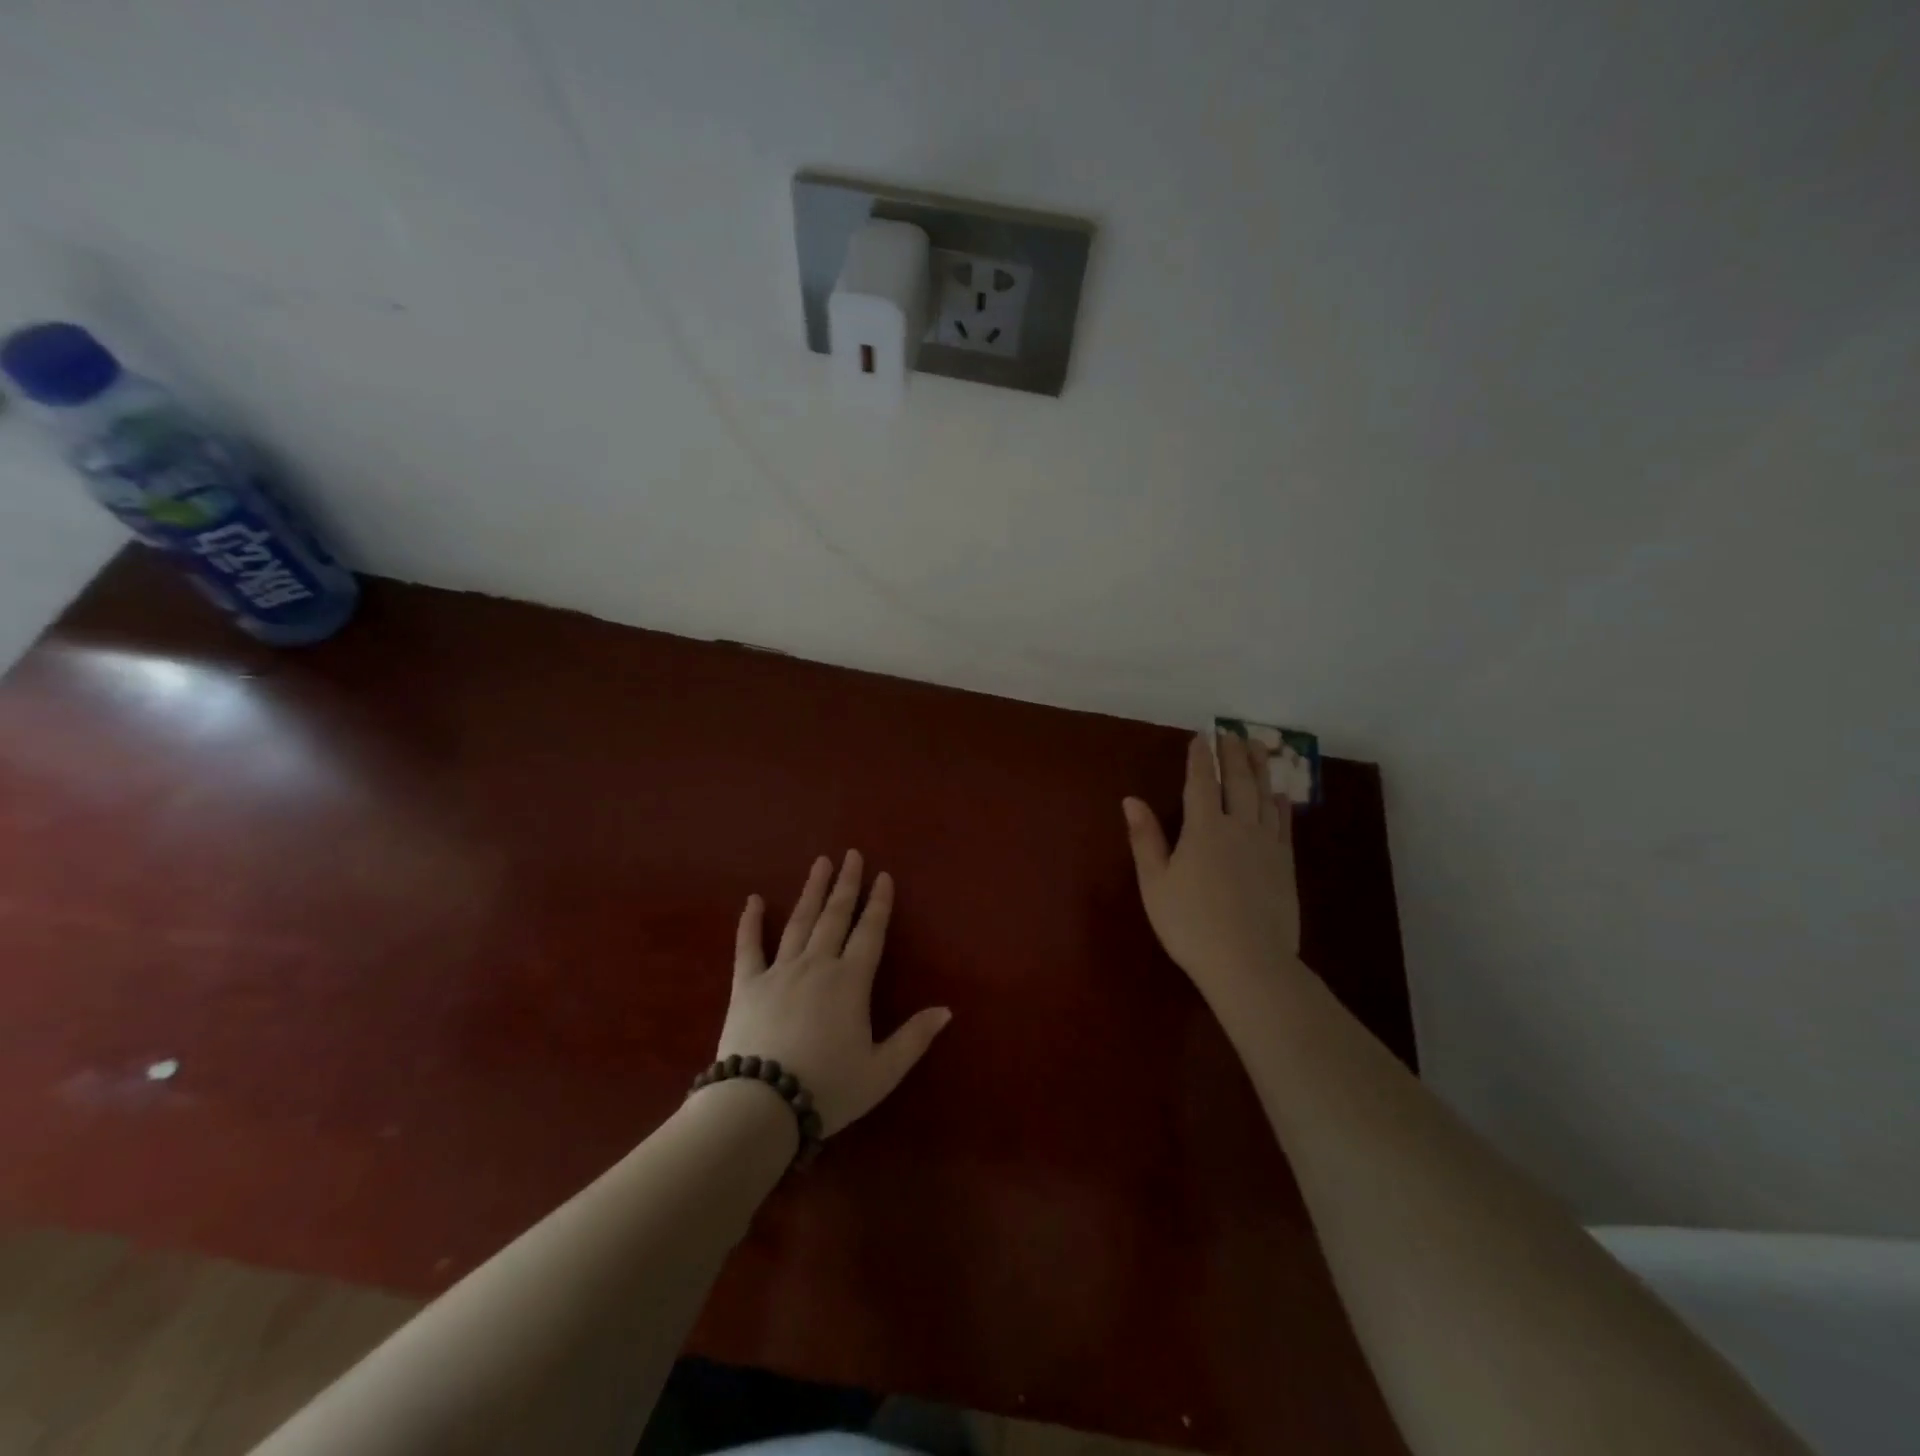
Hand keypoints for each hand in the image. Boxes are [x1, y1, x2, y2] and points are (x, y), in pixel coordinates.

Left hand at [716, 851, 951, 1136]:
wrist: (761, 1106)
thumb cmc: (828, 1088)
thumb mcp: (882, 1071)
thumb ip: (914, 1038)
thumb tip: (947, 1010)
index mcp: (851, 981)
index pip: (870, 932)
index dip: (878, 903)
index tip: (883, 875)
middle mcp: (817, 965)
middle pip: (835, 916)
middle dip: (846, 884)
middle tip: (850, 855)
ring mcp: (779, 971)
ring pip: (799, 921)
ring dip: (811, 891)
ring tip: (819, 863)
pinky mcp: (746, 985)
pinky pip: (748, 946)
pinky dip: (749, 922)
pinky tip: (753, 900)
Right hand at [1123, 733, 1302, 1002]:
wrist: (1248, 962)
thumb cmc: (1190, 924)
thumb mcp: (1155, 883)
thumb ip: (1145, 839)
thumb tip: (1131, 800)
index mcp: (1203, 829)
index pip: (1200, 783)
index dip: (1199, 758)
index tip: (1200, 736)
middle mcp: (1238, 827)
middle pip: (1237, 782)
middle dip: (1233, 754)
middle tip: (1232, 733)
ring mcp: (1266, 844)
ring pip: (1264, 796)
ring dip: (1259, 769)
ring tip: (1257, 748)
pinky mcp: (1284, 864)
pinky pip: (1283, 824)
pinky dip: (1280, 804)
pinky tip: (1279, 795)